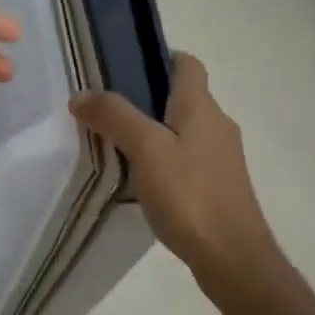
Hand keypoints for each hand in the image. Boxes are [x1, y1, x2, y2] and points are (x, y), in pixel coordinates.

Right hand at [70, 53, 284, 297]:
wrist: (233, 258)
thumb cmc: (190, 194)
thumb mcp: (145, 149)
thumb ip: (114, 116)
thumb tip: (82, 95)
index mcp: (202, 106)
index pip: (187, 63)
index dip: (159, 57)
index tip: (123, 68)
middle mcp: (217, 125)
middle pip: (182, 97)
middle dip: (146, 98)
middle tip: (106, 110)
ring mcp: (221, 158)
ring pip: (183, 130)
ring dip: (153, 131)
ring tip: (116, 145)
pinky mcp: (219, 187)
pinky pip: (186, 159)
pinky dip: (163, 159)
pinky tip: (140, 180)